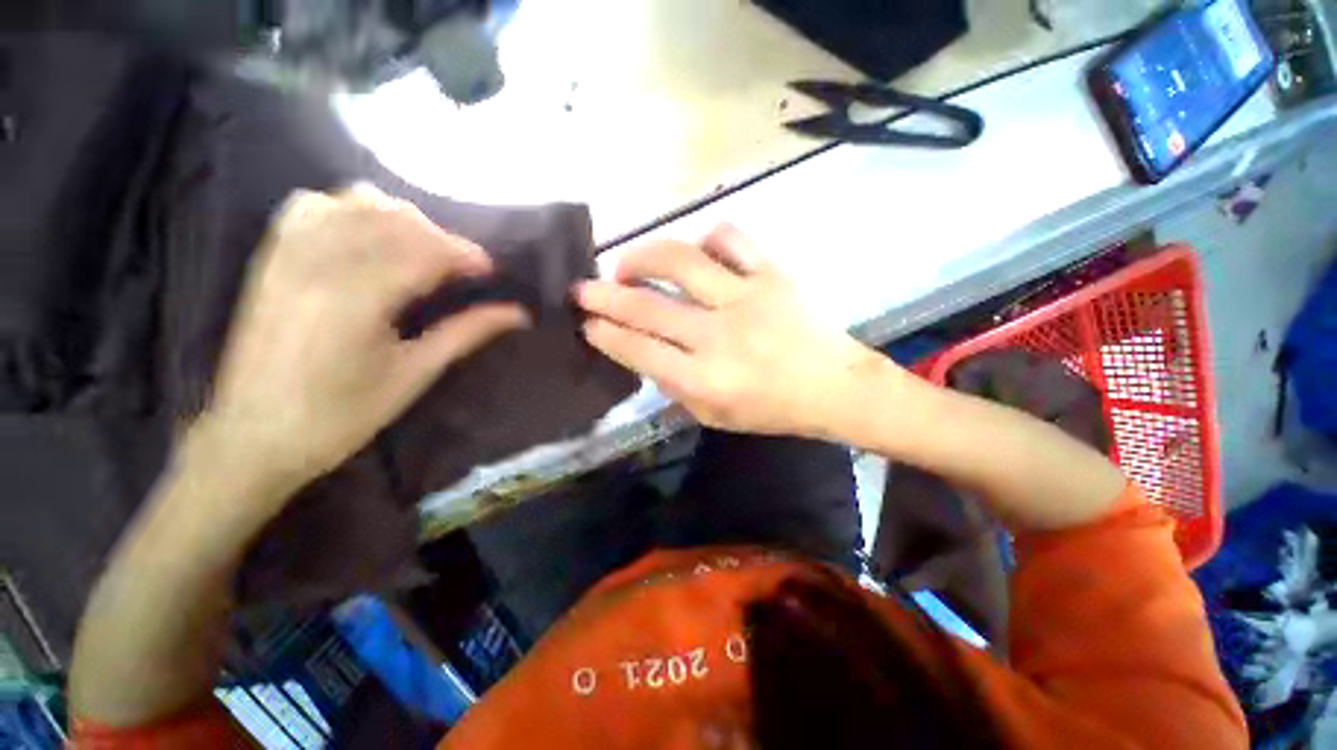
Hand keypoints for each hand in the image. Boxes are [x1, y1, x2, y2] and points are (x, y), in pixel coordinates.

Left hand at [194, 186, 527, 505]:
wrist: (252, 436)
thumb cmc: (342, 416)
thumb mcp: (415, 375)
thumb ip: (466, 333)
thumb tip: (518, 314)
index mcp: (357, 300)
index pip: (424, 251)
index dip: (464, 254)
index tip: (489, 271)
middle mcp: (320, 264)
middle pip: (395, 220)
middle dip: (440, 237)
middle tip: (461, 269)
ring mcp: (290, 255)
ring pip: (355, 203)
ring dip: (401, 219)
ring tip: (420, 250)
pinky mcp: (272, 257)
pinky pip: (313, 206)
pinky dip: (349, 209)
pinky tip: (368, 235)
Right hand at [575, 225, 883, 437]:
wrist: (834, 387)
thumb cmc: (771, 409)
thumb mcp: (712, 415)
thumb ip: (673, 386)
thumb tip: (642, 351)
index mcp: (703, 380)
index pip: (638, 350)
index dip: (605, 333)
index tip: (586, 322)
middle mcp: (718, 336)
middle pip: (646, 306)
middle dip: (603, 296)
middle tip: (581, 288)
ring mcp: (745, 299)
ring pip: (680, 261)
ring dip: (643, 257)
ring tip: (629, 265)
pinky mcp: (771, 274)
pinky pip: (730, 238)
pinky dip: (705, 239)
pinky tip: (697, 253)